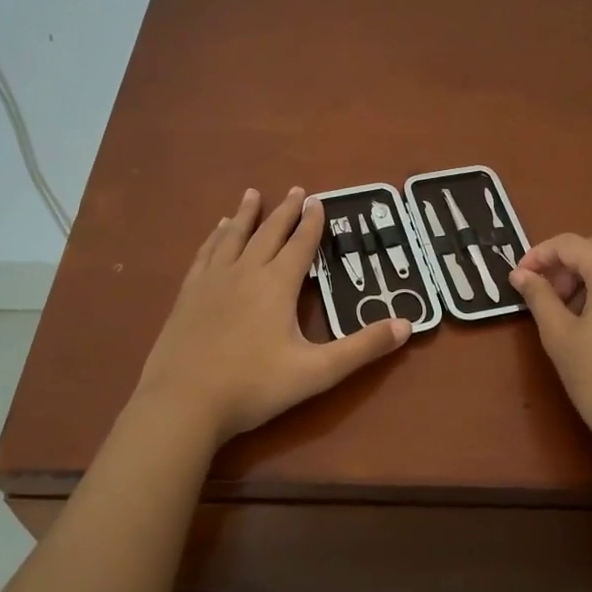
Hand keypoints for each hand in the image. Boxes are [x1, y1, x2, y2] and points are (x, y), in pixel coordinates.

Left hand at [137, 187, 410, 443]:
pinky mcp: (187, 295)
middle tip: (295, 189)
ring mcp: (212, 281)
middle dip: (284, 211)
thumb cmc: (254, 386)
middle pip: (268, 233)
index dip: (312, 222)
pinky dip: (214, 238)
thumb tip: (407, 325)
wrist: (183, 402)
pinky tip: (215, 233)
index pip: (300, 245)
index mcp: (277, 285)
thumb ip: (362, 348)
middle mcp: (245, 272)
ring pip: (232, 237)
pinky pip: (205, 254)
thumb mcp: (317, 371)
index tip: (318, 200)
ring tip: (252, 195)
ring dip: (245, 215)